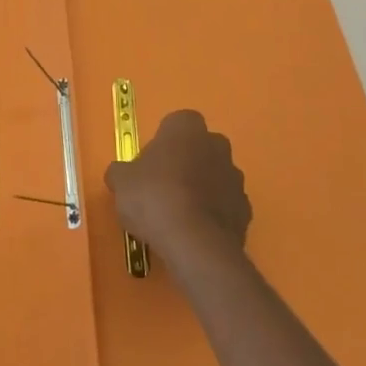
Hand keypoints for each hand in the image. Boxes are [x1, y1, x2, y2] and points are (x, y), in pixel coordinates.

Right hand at [105, 109, 250, 268]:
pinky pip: (225, 205)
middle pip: (199, 148)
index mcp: (186, 128)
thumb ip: (121, 172)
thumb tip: (120, 174)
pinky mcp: (246, 210)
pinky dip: (212, 213)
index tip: (149, 164)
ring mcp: (235, 177)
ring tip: (177, 215)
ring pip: (214, 176)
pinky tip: (194, 232)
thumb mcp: (121, 182)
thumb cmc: (154, 197)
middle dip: (185, 162)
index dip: (161, 143)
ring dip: (201, 188)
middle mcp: (216, 144)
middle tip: (162, 187)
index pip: (175, 123)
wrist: (195, 243)